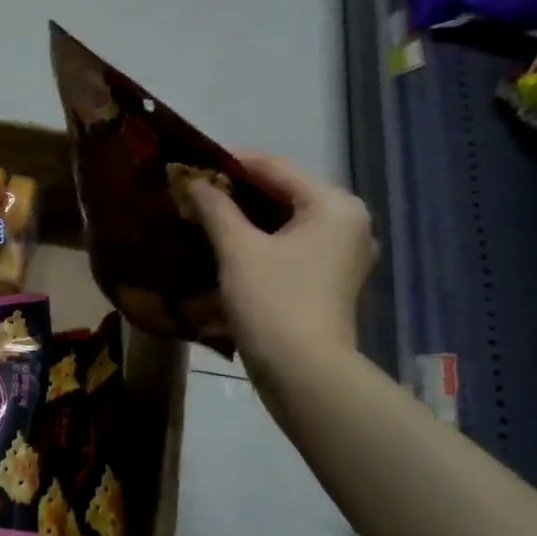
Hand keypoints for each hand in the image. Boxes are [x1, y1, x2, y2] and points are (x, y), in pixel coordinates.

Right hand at [189, 153, 373, 386]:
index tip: (189, 163)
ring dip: (244, 217)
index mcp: (334, 205)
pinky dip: (259, 240)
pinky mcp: (328, 279)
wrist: (303, 372)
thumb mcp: (237, 249)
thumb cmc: (273, 300)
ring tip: (201, 214)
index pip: (275, 168)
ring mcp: (341, 253)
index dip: (229, 163)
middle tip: (192, 191)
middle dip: (235, 192)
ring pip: (284, 220)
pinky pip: (289, 244)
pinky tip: (225, 243)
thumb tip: (191, 179)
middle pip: (282, 193)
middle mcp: (347, 222)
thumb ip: (215, 207)